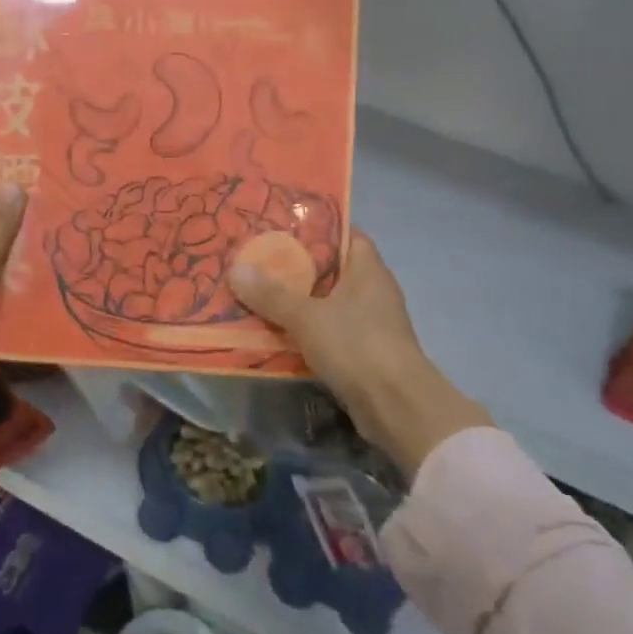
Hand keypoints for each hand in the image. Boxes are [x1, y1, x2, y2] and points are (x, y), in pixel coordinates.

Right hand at [229, 231, 491, 477]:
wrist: (396, 407)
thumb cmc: (357, 345)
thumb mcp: (306, 316)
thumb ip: (271, 294)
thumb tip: (236, 270)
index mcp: (368, 270)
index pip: (346, 234)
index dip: (317, 228)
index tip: (282, 227)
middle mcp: (373, 291)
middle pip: (331, 269)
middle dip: (296, 266)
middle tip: (258, 259)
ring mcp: (371, 324)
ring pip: (327, 303)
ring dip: (298, 301)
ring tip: (257, 293)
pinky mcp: (364, 353)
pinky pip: (328, 331)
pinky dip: (305, 330)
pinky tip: (274, 331)